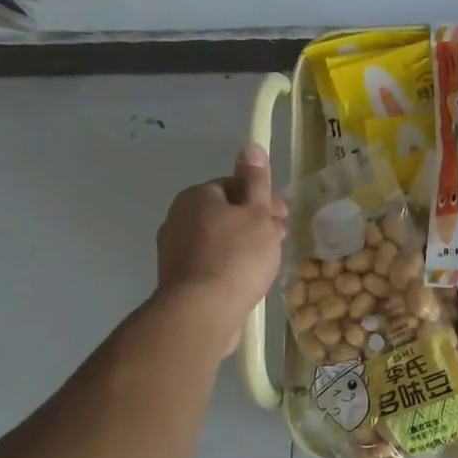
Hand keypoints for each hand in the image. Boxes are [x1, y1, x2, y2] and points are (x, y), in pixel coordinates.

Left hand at [154, 143, 288, 355]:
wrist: (202, 311)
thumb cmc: (237, 256)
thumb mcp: (256, 214)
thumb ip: (256, 181)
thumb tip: (251, 146)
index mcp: (196, 196)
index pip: (235, 186)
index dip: (262, 199)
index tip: (283, 217)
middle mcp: (179, 217)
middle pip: (226, 212)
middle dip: (255, 223)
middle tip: (279, 241)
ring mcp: (175, 249)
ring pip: (220, 239)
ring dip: (245, 245)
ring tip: (267, 264)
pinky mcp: (179, 277)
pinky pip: (211, 262)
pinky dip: (230, 266)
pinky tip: (247, 280)